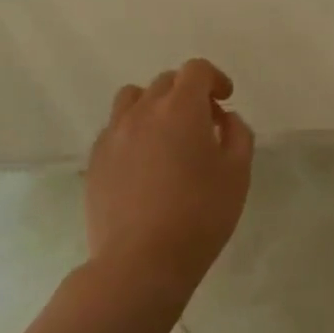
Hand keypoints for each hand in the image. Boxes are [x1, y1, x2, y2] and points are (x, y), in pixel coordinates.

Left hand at [84, 59, 254, 302]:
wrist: (141, 262)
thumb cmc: (200, 215)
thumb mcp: (237, 174)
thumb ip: (238, 135)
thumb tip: (225, 119)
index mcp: (181, 108)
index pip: (196, 70)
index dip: (214, 78)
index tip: (225, 99)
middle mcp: (143, 111)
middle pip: (166, 82)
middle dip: (188, 93)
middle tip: (203, 124)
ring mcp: (113, 134)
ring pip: (133, 99)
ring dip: (154, 106)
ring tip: (167, 135)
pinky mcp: (95, 160)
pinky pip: (115, 128)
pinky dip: (133, 131)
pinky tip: (144, 162)